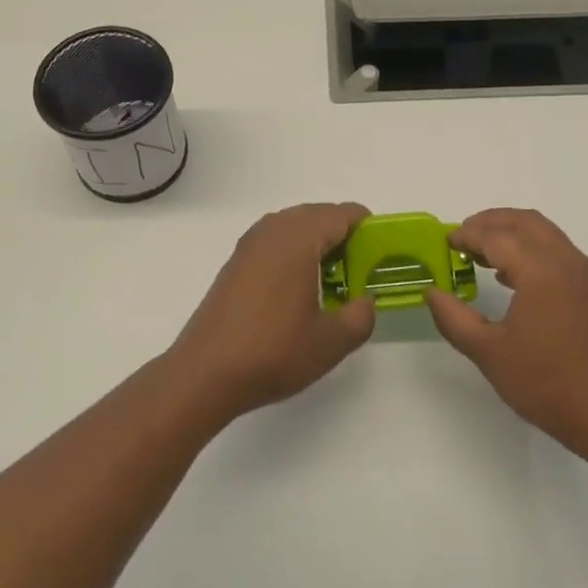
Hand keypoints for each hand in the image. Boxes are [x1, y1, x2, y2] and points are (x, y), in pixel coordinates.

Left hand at [166, 203, 376, 417]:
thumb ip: (360, 316)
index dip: (366, 228)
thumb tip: (365, 301)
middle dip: (342, 234)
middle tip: (360, 269)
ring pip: (293, 227)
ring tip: (332, 280)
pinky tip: (299, 290)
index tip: (381, 252)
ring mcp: (249, 246)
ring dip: (316, 243)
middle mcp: (272, 232)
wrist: (205, 373)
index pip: (341, 214)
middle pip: (316, 215)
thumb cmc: (273, 352)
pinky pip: (274, 242)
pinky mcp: (234, 264)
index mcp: (298, 240)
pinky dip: (293, 253)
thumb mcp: (331, 342)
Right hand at [425, 209, 587, 457]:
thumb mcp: (488, 352)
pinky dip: (530, 249)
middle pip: (525, 222)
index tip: (445, 242)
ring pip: (544, 234)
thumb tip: (432, 293)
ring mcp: (584, 274)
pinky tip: (510, 277)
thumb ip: (453, 318)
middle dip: (491, 222)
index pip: (497, 237)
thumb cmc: (545, 382)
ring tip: (480, 254)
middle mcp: (566, 261)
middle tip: (461, 237)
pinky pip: (557, 252)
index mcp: (541, 270)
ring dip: (511, 234)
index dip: (467, 235)